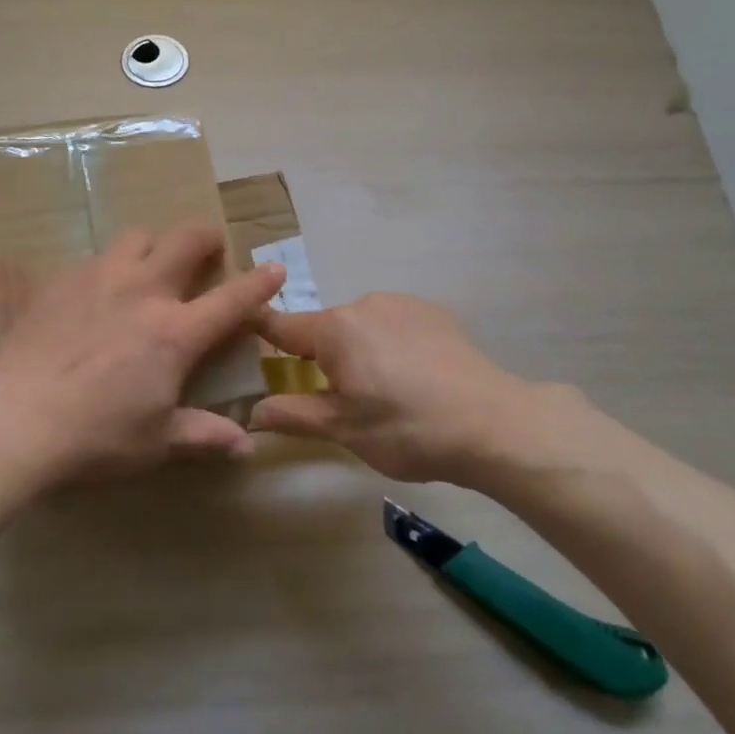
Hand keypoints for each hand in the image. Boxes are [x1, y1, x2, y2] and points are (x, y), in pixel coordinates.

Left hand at [0, 223, 283, 483]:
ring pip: (136, 238)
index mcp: (176, 332)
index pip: (232, 299)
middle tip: (208, 247)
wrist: (18, 417)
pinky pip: (89, 260)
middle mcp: (143, 291)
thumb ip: (203, 435)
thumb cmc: (97, 434)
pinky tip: (89, 294)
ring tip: (147, 267)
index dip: (259, 282)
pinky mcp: (60, 281)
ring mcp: (99, 278)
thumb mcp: (156, 441)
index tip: (273, 268)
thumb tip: (246, 446)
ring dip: (151, 246)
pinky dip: (102, 270)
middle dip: (206, 236)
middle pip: (185, 239)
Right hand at [252, 293, 555, 484]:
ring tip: (384, 391)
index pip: (280, 325)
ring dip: (358, 350)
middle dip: (321, 356)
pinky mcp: (433, 311)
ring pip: (361, 326)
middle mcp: (363, 304)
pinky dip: (391, 344)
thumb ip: (294, 415)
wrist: (493, 423)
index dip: (258, 329)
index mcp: (335, 329)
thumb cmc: (407, 429)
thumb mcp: (344, 430)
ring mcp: (401, 303)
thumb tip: (252, 412)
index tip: (241, 332)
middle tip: (338, 397)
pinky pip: (394, 323)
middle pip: (324, 329)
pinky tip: (415, 376)